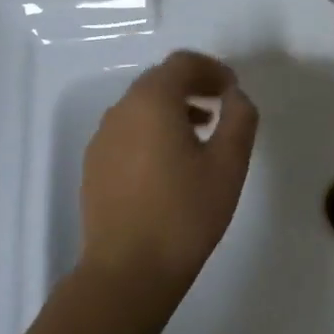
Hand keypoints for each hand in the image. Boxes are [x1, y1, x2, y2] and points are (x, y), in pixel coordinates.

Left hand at [77, 50, 258, 304]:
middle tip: (222, 107)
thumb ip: (239, 118)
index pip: (182, 63)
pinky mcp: (94, 166)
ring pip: (141, 108)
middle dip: (193, 87)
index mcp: (152, 101)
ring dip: (172, 110)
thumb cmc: (185, 213)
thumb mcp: (228, 164)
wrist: (128, 270)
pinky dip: (152, 132)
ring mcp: (102, 139)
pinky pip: (127, 133)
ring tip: (200, 135)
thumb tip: (236, 96)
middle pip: (159, 81)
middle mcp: (120, 111)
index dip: (212, 69)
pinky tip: (170, 165)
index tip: (233, 89)